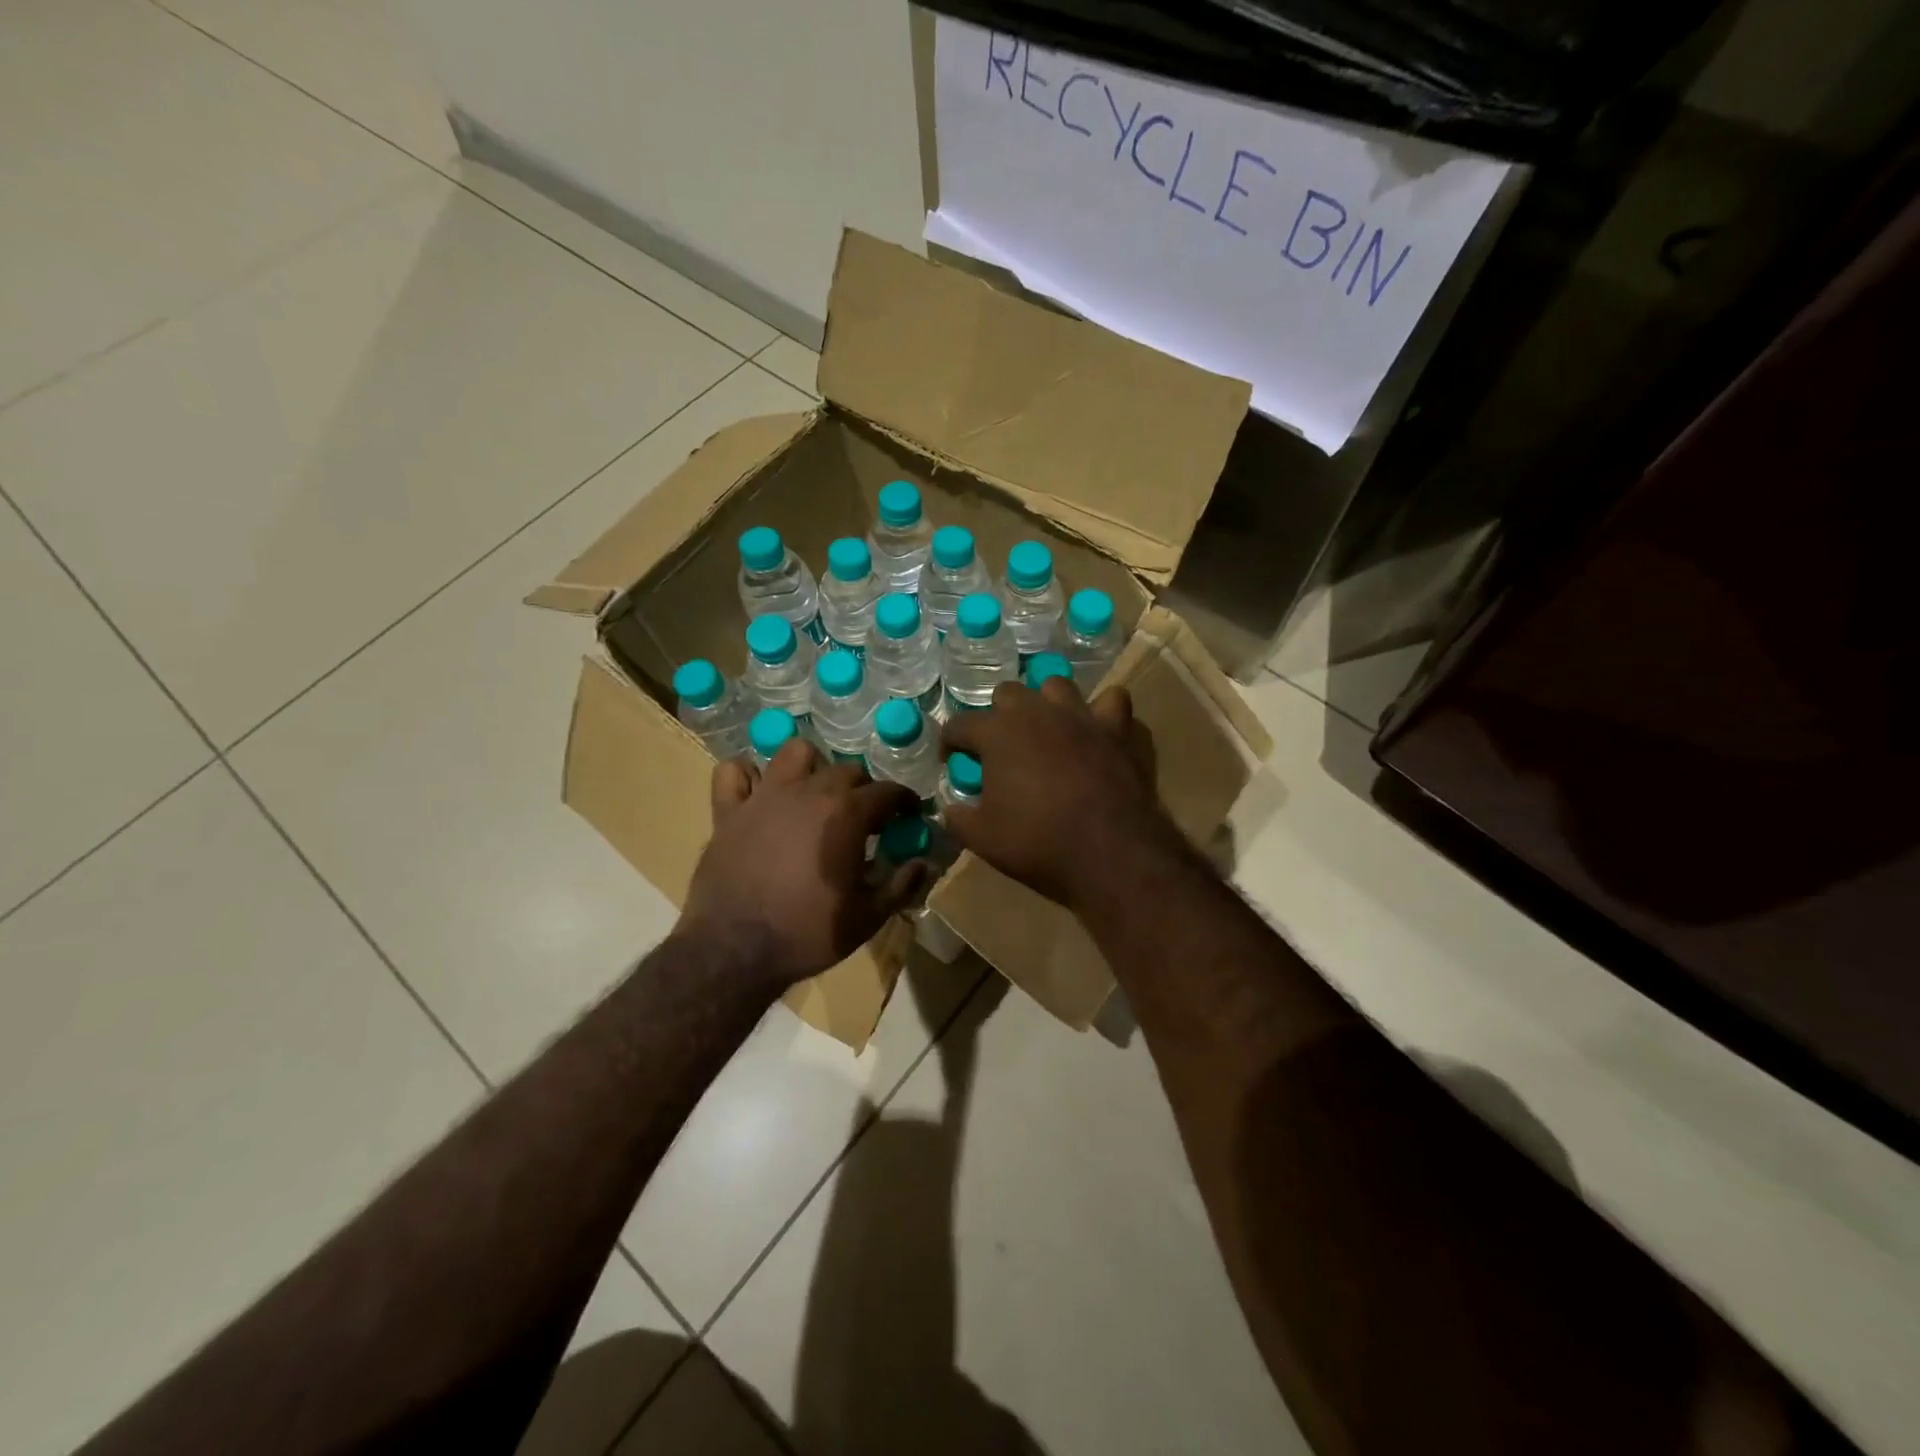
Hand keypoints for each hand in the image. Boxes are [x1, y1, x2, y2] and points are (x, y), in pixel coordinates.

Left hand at [680, 741, 928, 986]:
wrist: (734, 950)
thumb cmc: (808, 934)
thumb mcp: (867, 918)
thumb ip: (901, 886)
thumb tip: (926, 864)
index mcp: (847, 814)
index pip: (888, 792)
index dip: (904, 801)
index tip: (909, 814)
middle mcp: (808, 792)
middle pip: (846, 770)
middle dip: (863, 787)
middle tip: (865, 816)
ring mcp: (764, 796)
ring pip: (794, 753)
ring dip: (811, 766)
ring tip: (814, 792)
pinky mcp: (728, 810)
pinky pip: (733, 773)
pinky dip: (747, 776)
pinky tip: (757, 793)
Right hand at [940, 679, 1182, 909]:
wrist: (1110, 851)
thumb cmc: (1038, 842)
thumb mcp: (982, 838)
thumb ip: (958, 819)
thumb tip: (951, 810)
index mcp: (998, 733)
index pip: (960, 725)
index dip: (951, 742)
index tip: (952, 759)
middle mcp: (1039, 712)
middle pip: (1009, 693)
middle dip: (1000, 714)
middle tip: (1003, 745)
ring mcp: (1082, 716)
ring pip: (1058, 686)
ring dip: (1049, 703)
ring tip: (1050, 729)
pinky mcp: (1120, 729)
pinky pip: (1113, 703)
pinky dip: (1104, 716)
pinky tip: (1100, 734)